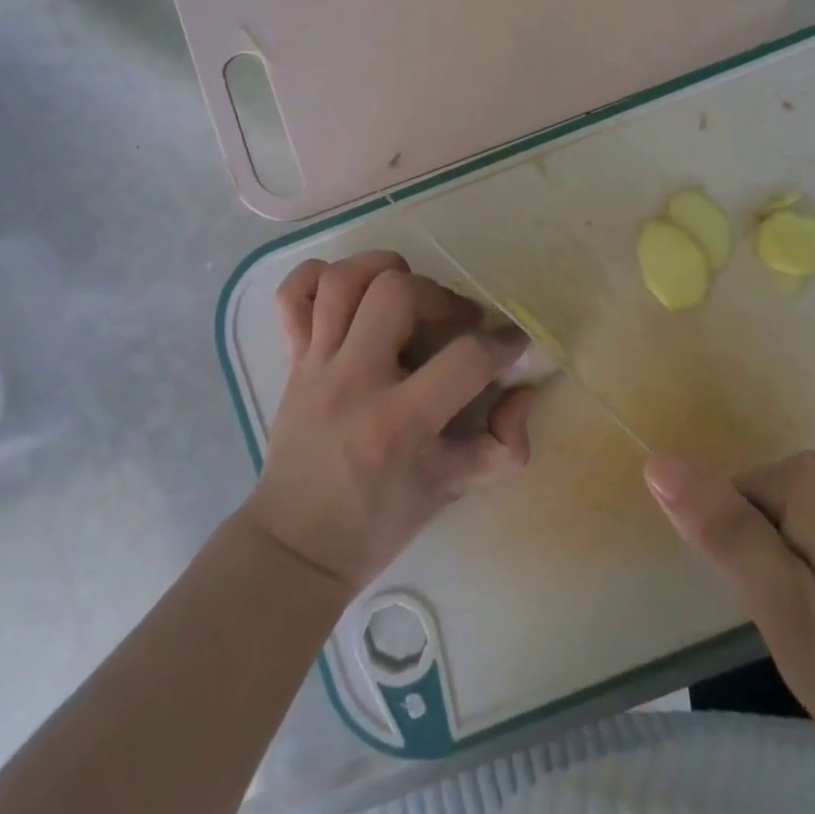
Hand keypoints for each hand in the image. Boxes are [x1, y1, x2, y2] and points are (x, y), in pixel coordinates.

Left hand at [243, 251, 534, 592]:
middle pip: (396, 292)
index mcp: (399, 423)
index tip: (513, 344)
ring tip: (408, 291)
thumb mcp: (452, 491)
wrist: (296, 544)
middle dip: (440, 295)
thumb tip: (522, 391)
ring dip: (384, 270)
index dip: (503, 343)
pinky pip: (292, 295)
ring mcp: (315, 365)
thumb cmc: (379, 521)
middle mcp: (353, 381)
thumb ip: (502, 445)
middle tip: (457, 320)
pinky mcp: (292, 359)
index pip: (465, 358)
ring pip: (343, 280)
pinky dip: (319, 276)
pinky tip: (350, 290)